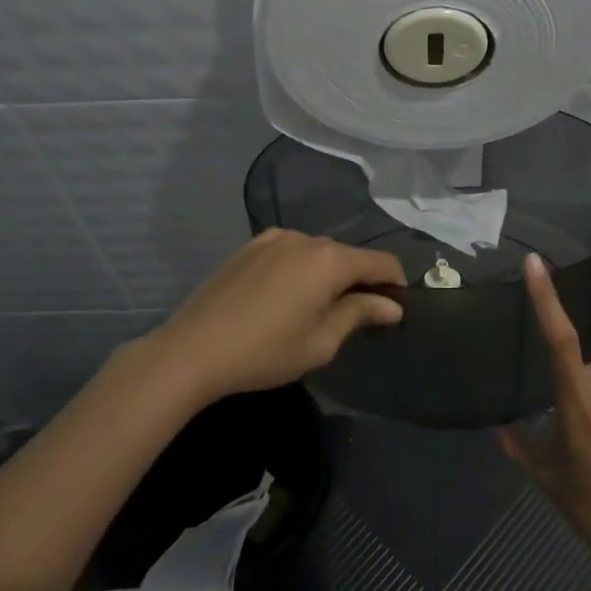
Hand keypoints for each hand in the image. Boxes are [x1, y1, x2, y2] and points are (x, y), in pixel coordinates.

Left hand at [126, 228, 406, 405]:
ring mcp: (273, 238)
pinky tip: (285, 296)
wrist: (193, 349)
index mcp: (328, 260)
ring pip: (317, 252)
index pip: (379, 262)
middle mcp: (305, 238)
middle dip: (359, 280)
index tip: (397, 307)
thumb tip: (393, 306)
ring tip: (317, 308)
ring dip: (327, 273)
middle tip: (357, 316)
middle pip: (347, 255)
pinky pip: (289, 251)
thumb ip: (359, 314)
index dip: (395, 282)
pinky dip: (300, 268)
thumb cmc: (265, 352)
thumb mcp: (321, 341)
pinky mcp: (249, 246)